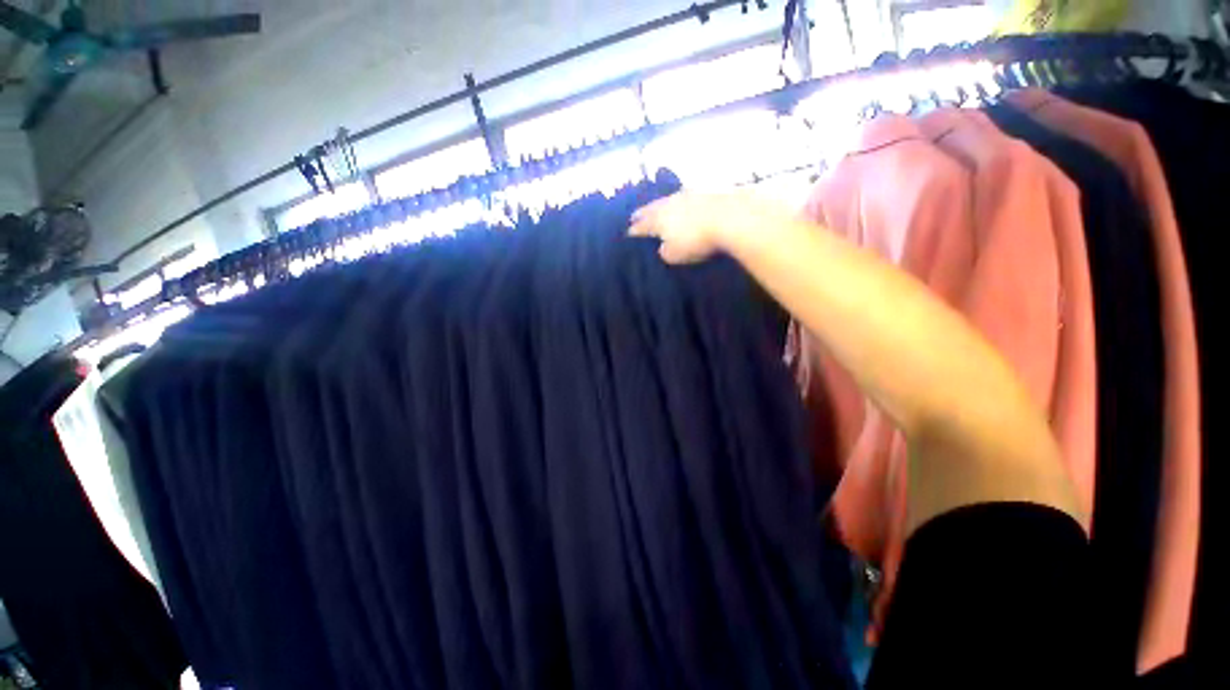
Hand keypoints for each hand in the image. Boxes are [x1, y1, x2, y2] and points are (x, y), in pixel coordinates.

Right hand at [629, 191, 790, 263]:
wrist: (731, 216)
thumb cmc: (697, 240)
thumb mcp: (675, 255)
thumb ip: (665, 251)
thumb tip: (663, 247)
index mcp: (658, 219)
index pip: (641, 225)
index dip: (633, 230)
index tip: (626, 232)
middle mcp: (669, 203)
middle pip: (651, 208)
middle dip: (642, 213)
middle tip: (634, 215)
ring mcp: (688, 193)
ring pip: (668, 199)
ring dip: (661, 204)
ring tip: (658, 207)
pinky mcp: (706, 190)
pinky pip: (686, 195)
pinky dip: (681, 201)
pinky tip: (684, 201)